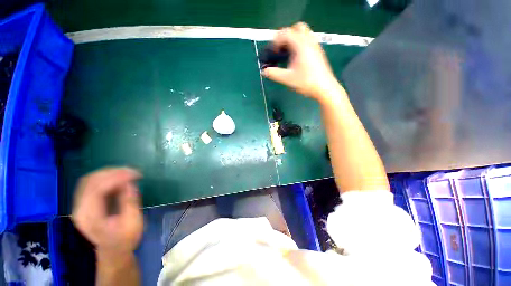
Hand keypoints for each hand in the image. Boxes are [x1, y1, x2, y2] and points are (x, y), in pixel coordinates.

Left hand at [72, 168, 142, 256]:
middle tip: (132, 171)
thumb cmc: (125, 239)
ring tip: (127, 173)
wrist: (114, 252)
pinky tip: (119, 179)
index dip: (116, 178)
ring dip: (109, 173)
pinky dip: (106, 178)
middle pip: (90, 181)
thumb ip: (130, 202)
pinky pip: (92, 184)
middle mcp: (79, 209)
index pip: (96, 189)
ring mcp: (80, 206)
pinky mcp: (85, 204)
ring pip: (89, 180)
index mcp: (90, 217)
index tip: (136, 174)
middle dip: (112, 172)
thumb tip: (130, 183)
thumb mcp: (132, 222)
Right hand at [262, 22, 339, 100]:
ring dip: (293, 39)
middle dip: (286, 36)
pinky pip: (308, 41)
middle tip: (281, 49)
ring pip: (303, 33)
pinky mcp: (318, 52)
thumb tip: (264, 71)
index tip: (272, 53)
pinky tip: (296, 58)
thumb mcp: (287, 79)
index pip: (286, 33)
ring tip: (288, 54)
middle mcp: (309, 41)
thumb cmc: (306, 82)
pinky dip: (300, 44)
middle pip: (296, 28)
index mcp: (300, 45)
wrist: (324, 88)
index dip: (276, 41)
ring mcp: (315, 46)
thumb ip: (274, 74)